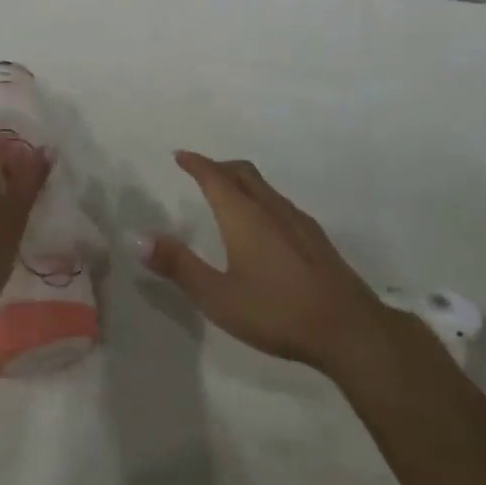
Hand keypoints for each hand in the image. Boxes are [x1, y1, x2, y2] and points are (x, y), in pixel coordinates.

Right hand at [138, 152, 389, 376]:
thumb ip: (178, 266)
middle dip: (218, 166)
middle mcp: (270, 208)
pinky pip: (279, 203)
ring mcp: (298, 221)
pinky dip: (260, 198)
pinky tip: (263, 226)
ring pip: (263, 187)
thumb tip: (138, 238)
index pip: (214, 176)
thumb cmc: (276, 311)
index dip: (196, 163)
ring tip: (227, 195)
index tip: (180, 155)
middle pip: (241, 173)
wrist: (348, 328)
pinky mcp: (315, 238)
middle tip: (199, 170)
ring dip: (240, 181)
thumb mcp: (217, 296)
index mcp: (243, 215)